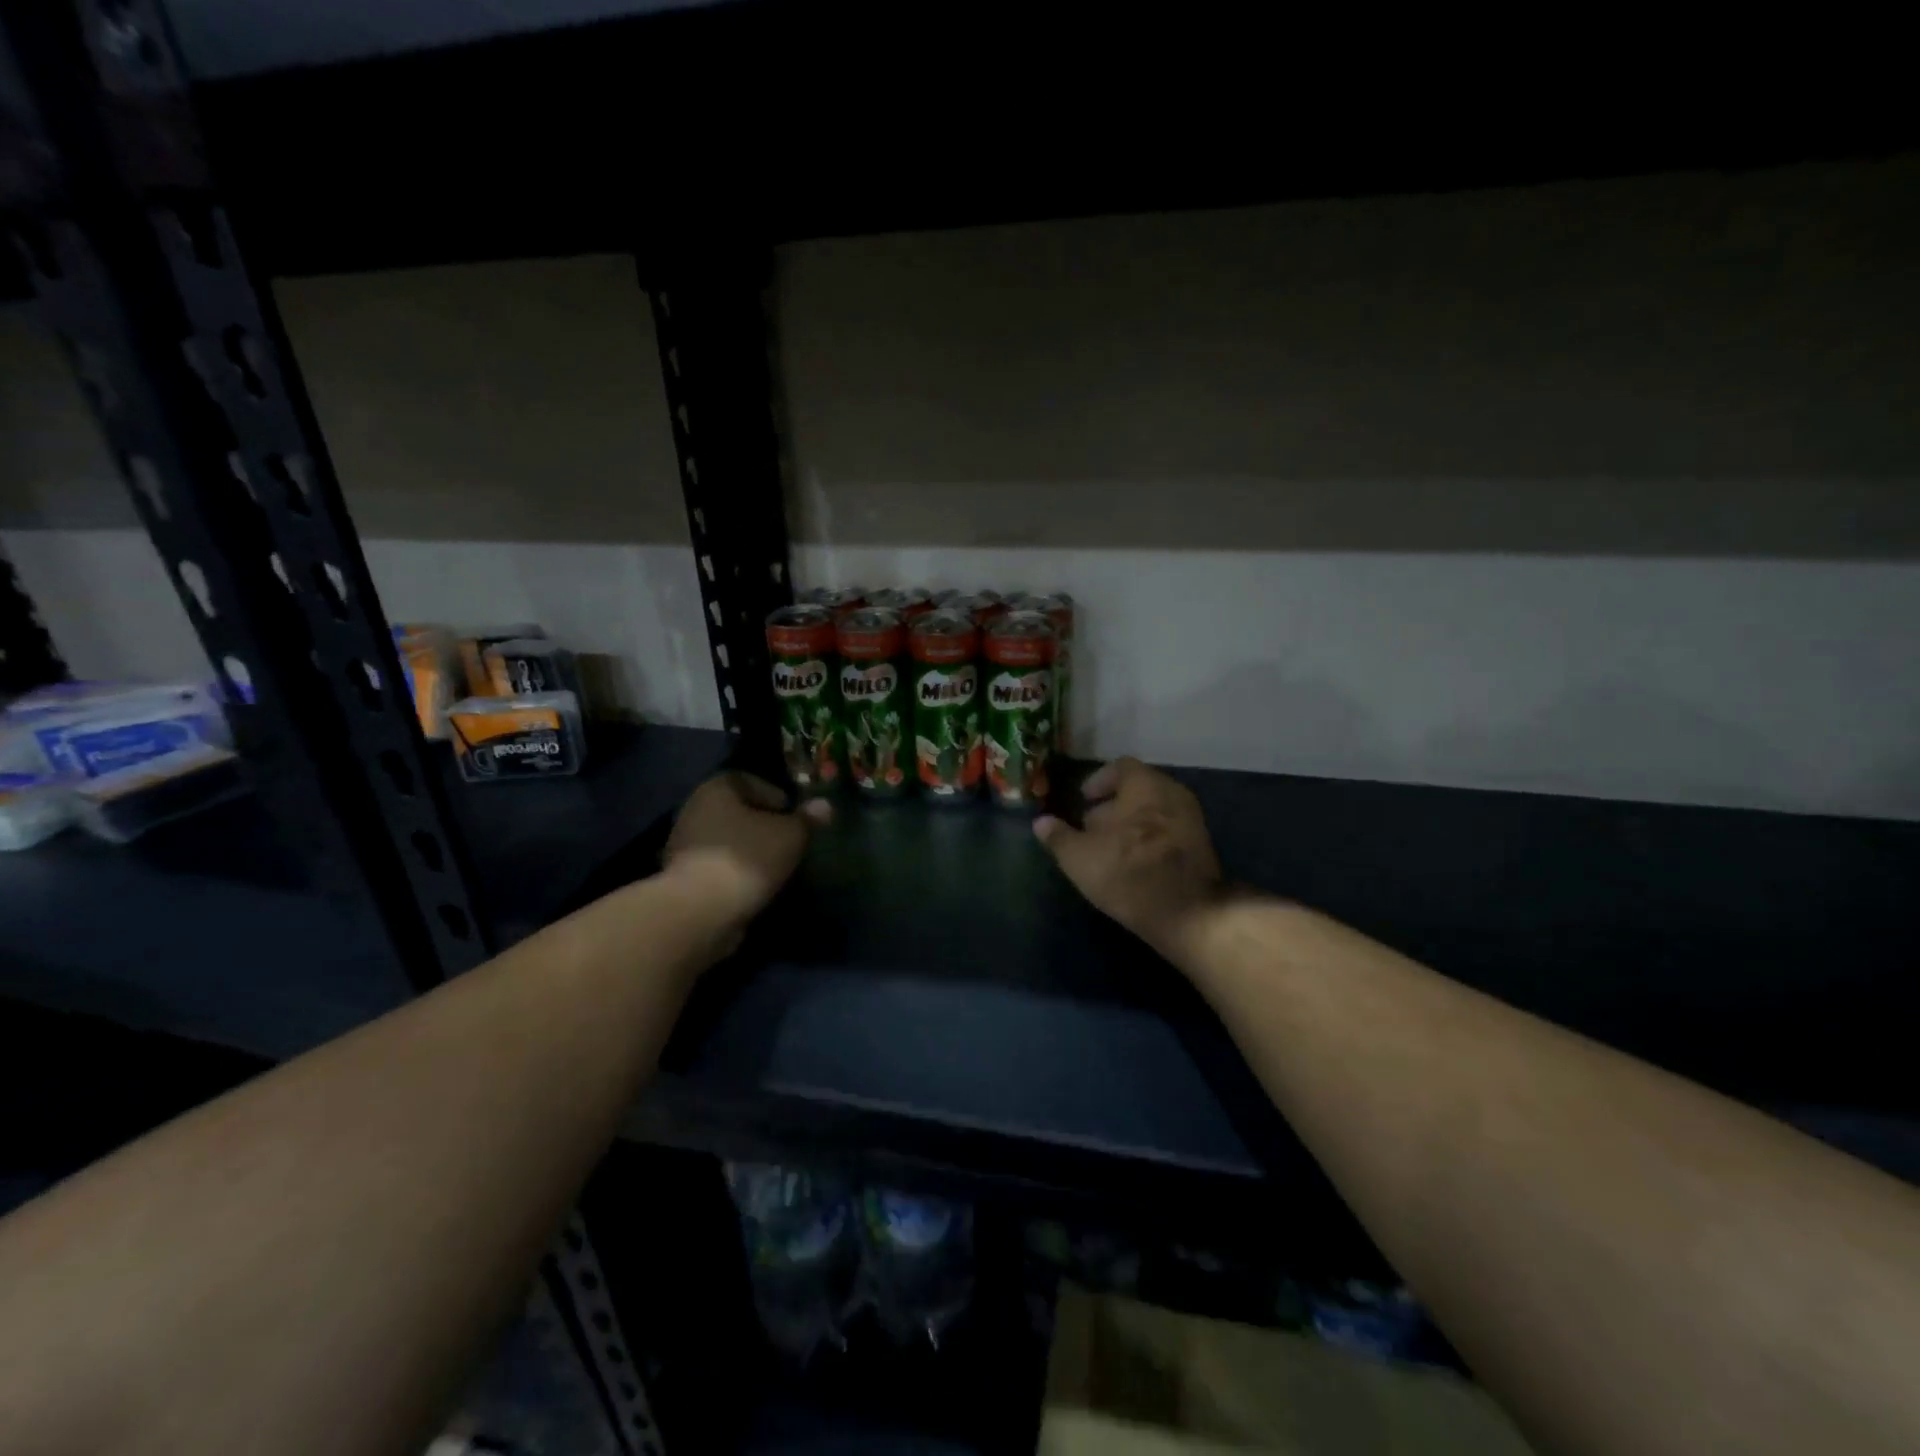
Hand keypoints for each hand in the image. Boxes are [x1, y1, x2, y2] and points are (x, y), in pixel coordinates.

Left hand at [663, 773, 829, 930]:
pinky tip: (755, 886)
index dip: (774, 794)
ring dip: (749, 851)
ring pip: (726, 840)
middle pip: (736, 811)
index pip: (748, 780)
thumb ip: (807, 819)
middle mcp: (694, 810)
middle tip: (788, 840)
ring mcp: (684, 846)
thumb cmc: (749, 858)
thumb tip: (825, 805)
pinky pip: (717, 867)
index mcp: (716, 789)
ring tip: (776, 866)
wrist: (700, 912)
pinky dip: (735, 873)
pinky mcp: (682, 878)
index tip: (793, 815)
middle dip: (762, 824)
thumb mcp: (791, 835)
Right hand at [1034, 758, 1222, 963]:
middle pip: (1139, 789)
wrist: (1188, 913)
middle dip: (1114, 805)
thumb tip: (1041, 822)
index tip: (1084, 800)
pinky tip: (1134, 864)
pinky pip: (1170, 831)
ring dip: (1132, 824)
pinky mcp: (1203, 847)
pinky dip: (1151, 839)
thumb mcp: (1079, 857)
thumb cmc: (1127, 872)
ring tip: (1110, 849)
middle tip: (1092, 827)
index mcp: (1145, 785)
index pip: (1120, 767)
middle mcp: (1173, 793)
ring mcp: (1193, 820)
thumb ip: (1058, 836)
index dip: (1098, 781)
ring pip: (1155, 811)